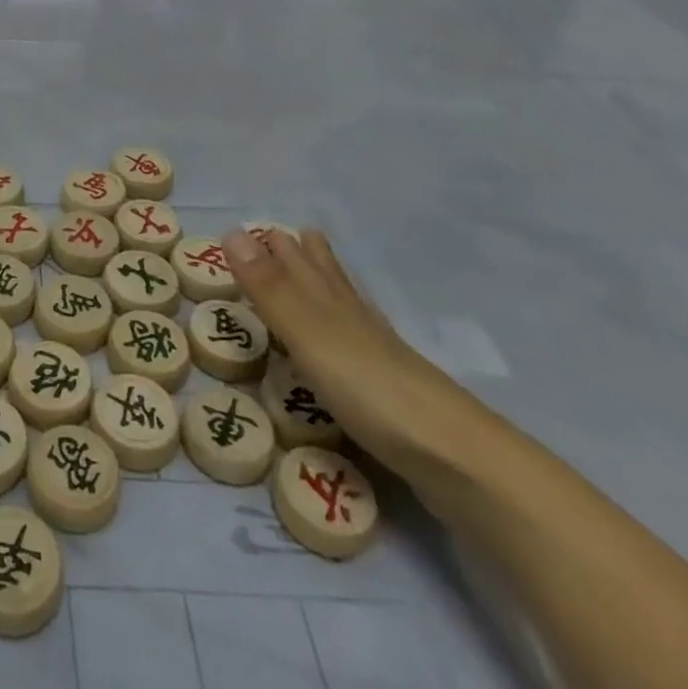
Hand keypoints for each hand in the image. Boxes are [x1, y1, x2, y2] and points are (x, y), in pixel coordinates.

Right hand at [220, 227, 485, 483]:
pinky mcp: (393, 395)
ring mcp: (379, 357)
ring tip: (320, 271)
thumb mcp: (307, 335)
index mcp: (332, 303)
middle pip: (328, 278)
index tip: (257, 228)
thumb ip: (269, 288)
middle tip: (286, 236)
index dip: (277, 245)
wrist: (458, 460)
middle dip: (305, 256)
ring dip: (328, 287)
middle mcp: (355, 320)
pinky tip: (356, 345)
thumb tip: (230, 229)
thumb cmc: (371, 389)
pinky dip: (349, 332)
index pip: (300, 262)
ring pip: (347, 308)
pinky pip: (360, 348)